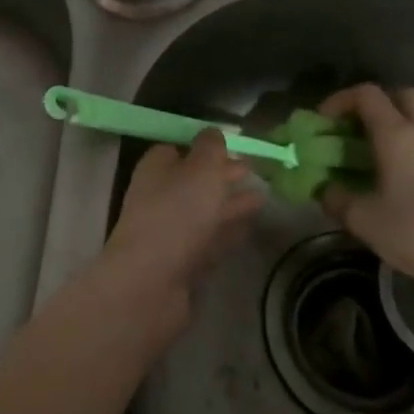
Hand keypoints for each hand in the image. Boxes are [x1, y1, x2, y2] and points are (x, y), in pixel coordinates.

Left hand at [100, 129, 262, 332]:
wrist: (150, 282)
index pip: (177, 150)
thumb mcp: (200, 170)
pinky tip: (247, 229)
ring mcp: (168, 232)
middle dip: (222, 176)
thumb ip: (210, 149)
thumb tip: (212, 132)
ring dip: (230, 205)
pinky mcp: (179, 263)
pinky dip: (226, 232)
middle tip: (256, 173)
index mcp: (156, 169)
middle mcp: (158, 197)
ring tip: (262, 199)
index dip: (205, 148)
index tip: (234, 148)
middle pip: (193, 182)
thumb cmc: (177, 214)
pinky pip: (208, 241)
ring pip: (203, 212)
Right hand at [319, 84, 413, 299]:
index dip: (340, 100)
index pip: (367, 95)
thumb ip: (336, 198)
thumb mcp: (363, 220)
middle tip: (356, 128)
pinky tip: (402, 172)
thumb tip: (325, 188)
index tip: (325, 121)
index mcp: (398, 135)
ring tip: (378, 150)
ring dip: (398, 122)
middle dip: (375, 104)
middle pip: (401, 95)